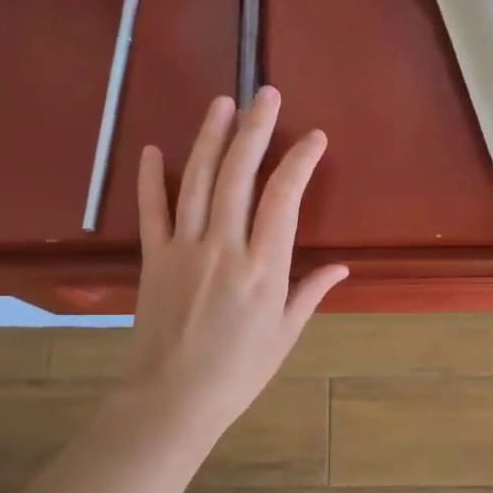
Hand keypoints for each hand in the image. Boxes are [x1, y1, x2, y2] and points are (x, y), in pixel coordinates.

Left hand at [117, 89, 347, 442]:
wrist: (171, 399)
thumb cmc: (237, 372)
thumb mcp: (284, 335)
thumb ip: (310, 293)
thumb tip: (342, 267)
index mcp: (263, 268)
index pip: (284, 198)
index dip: (299, 161)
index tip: (314, 138)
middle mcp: (223, 247)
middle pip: (238, 175)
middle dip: (254, 129)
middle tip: (265, 94)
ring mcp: (183, 249)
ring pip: (196, 181)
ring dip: (209, 138)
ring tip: (222, 103)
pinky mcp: (152, 258)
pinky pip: (151, 211)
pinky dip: (150, 179)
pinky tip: (151, 149)